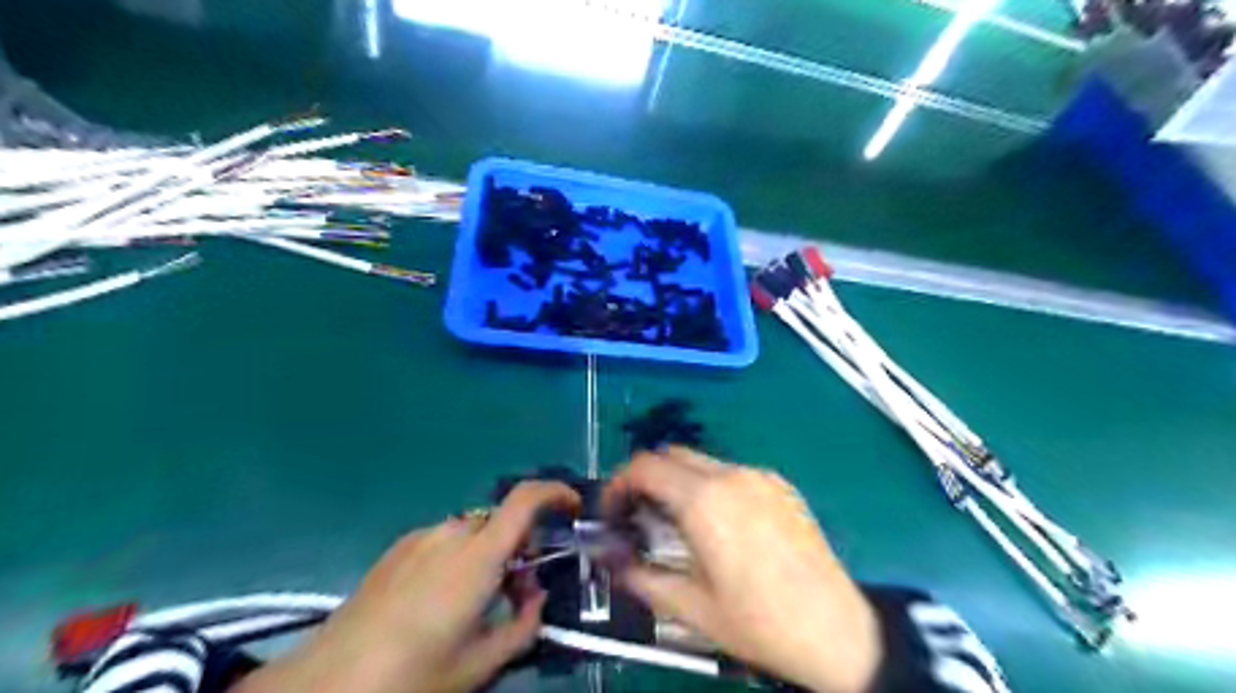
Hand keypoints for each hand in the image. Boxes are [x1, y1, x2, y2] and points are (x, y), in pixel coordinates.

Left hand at [237, 482, 586, 692]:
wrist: (325, 683)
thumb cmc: (411, 674)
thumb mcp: (480, 663)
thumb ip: (523, 626)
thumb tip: (534, 599)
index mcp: (478, 556)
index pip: (525, 499)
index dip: (556, 493)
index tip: (573, 508)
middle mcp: (452, 533)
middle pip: (501, 522)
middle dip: (520, 547)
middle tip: (517, 591)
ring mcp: (420, 538)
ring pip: (473, 532)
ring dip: (488, 554)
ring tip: (475, 601)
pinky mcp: (397, 548)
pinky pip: (444, 541)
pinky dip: (459, 558)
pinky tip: (437, 600)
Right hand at [608, 449, 878, 692]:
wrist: (837, 631)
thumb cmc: (760, 623)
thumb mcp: (692, 608)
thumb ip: (641, 577)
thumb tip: (612, 561)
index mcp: (705, 501)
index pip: (644, 467)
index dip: (618, 485)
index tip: (613, 513)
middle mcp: (731, 476)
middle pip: (671, 455)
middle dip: (646, 480)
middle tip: (639, 517)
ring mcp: (760, 477)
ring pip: (701, 461)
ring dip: (678, 482)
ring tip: (678, 524)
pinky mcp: (780, 485)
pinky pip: (731, 472)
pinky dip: (710, 486)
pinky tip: (719, 524)